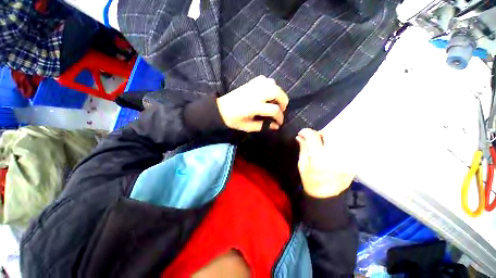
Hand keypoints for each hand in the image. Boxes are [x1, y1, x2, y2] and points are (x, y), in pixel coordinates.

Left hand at [216, 76, 288, 131]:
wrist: (220, 109)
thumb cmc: (233, 120)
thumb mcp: (248, 127)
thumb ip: (263, 126)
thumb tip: (275, 126)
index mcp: (254, 107)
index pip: (274, 109)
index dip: (280, 117)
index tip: (279, 122)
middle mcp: (255, 94)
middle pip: (276, 92)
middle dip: (283, 101)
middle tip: (282, 109)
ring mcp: (253, 87)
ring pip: (272, 83)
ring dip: (278, 92)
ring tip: (276, 101)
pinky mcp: (250, 83)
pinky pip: (264, 80)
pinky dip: (270, 85)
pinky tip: (268, 92)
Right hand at [296, 128, 354, 197]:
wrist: (325, 195)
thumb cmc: (310, 180)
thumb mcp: (302, 164)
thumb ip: (303, 148)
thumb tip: (300, 137)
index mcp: (319, 158)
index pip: (314, 136)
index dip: (306, 131)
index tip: (302, 133)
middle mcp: (335, 156)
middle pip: (330, 134)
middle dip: (320, 133)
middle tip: (315, 138)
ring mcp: (346, 159)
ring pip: (340, 139)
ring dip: (330, 138)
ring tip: (323, 144)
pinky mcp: (352, 162)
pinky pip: (347, 147)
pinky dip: (339, 145)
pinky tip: (332, 150)